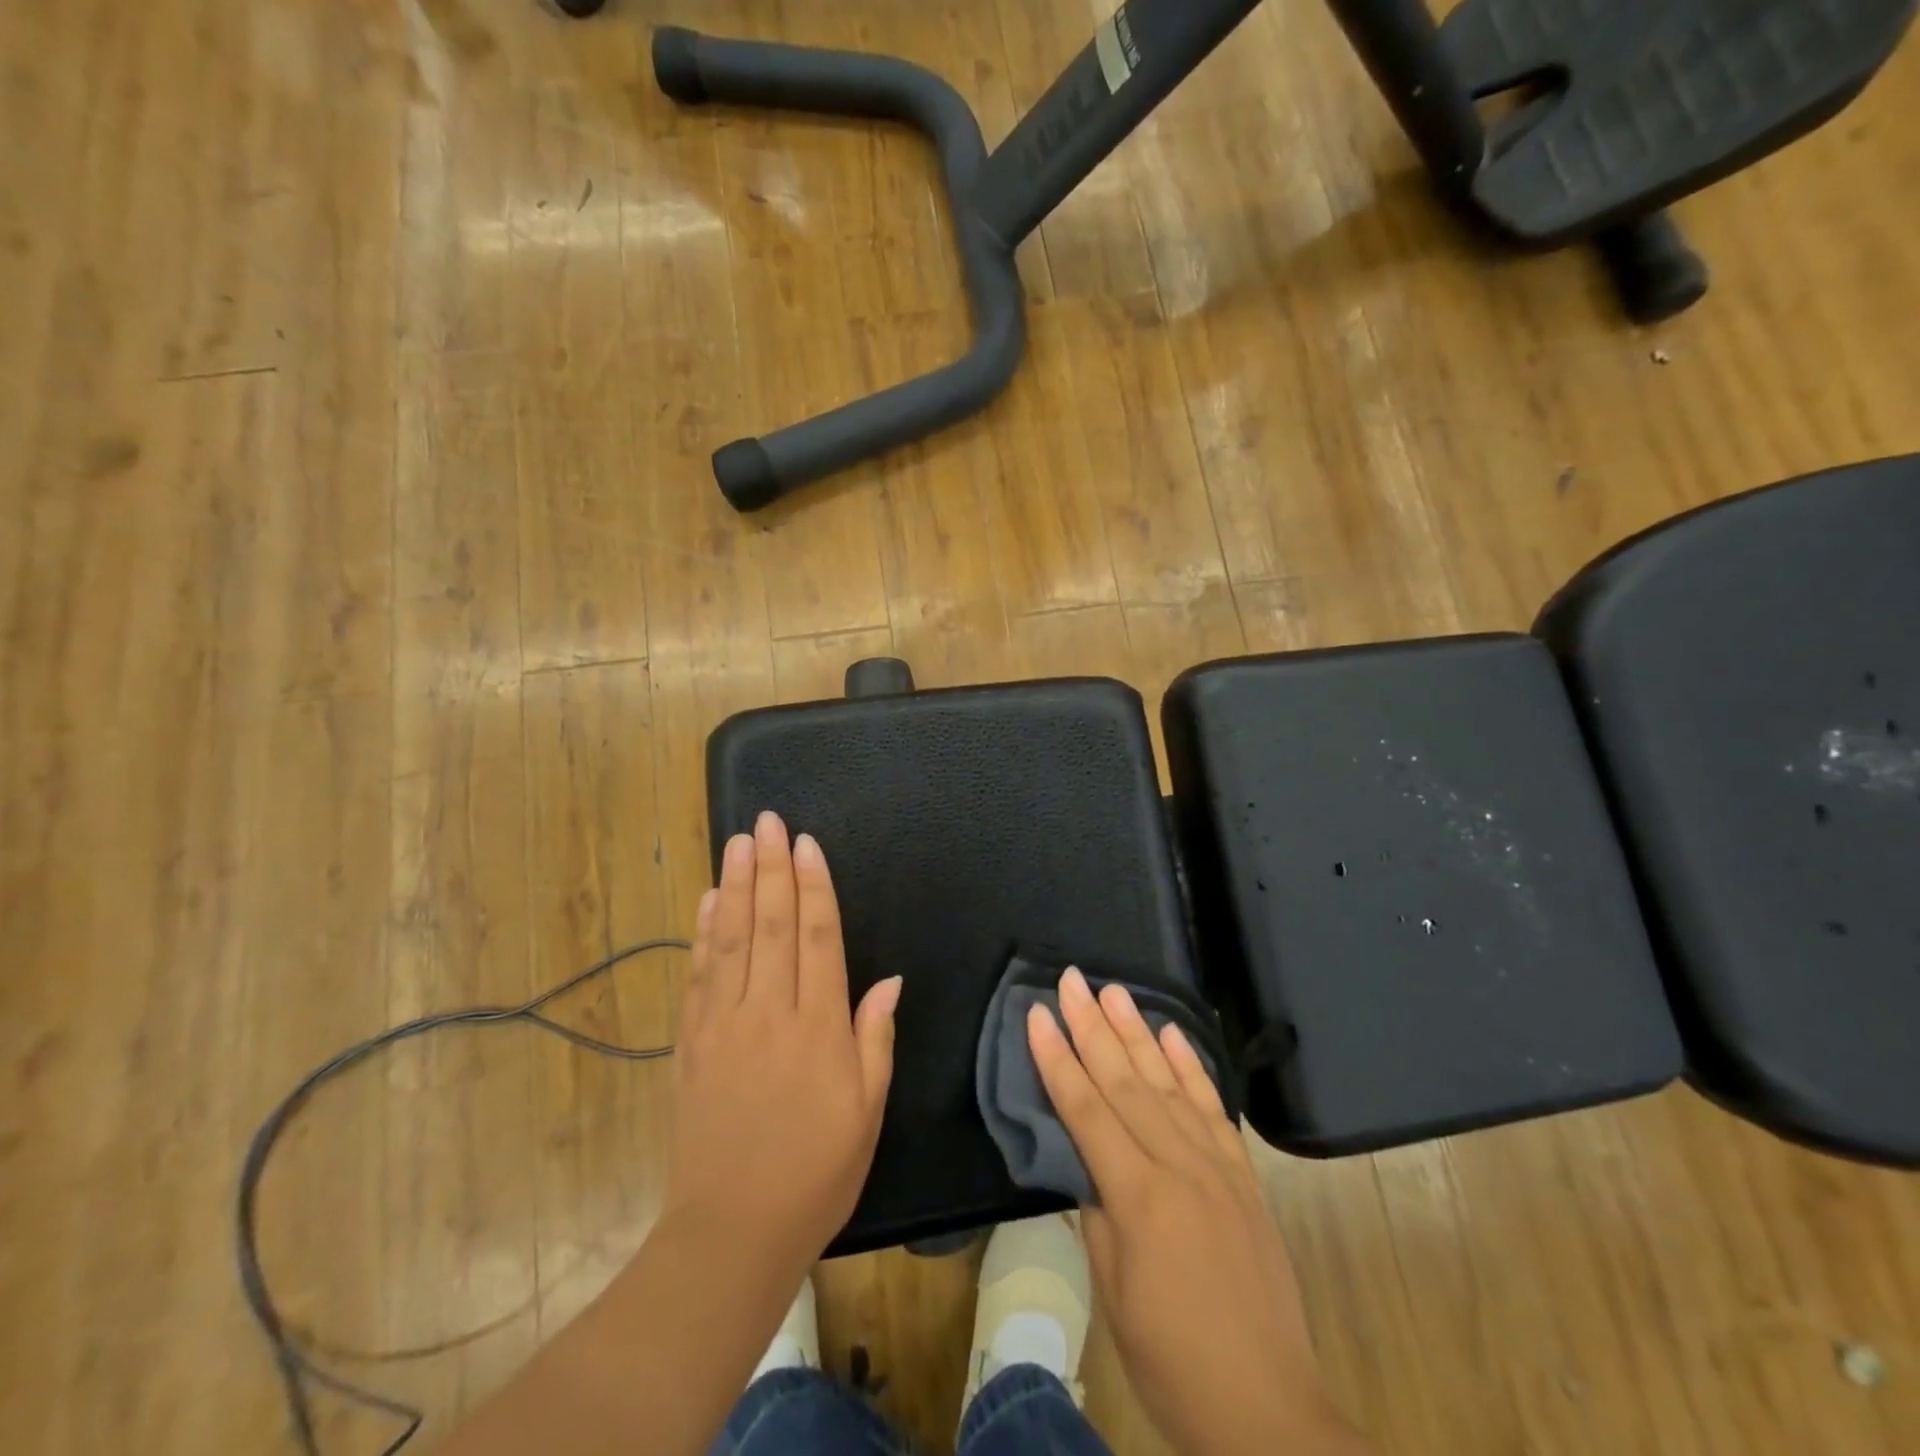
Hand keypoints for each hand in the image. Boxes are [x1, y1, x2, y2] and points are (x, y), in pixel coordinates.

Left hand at [663, 811, 900, 1280]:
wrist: (730, 1233)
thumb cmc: (816, 1172)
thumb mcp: (867, 1110)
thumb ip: (874, 1037)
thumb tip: (888, 979)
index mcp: (818, 1027)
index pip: (817, 937)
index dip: (813, 886)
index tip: (805, 844)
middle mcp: (769, 1012)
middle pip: (771, 924)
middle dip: (770, 868)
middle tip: (766, 822)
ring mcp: (723, 1025)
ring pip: (731, 939)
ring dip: (735, 886)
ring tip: (737, 842)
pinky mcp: (692, 1044)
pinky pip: (699, 976)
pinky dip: (702, 934)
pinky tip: (708, 903)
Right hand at [1028, 969, 1368, 1454]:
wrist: (1270, 1412)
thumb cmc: (1173, 1362)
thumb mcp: (1114, 1294)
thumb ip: (1098, 1216)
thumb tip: (1090, 1166)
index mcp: (1139, 1198)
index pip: (1086, 1110)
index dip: (1057, 1059)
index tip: (1038, 1014)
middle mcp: (1179, 1167)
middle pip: (1125, 1081)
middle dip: (1092, 1026)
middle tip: (1072, 980)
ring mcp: (1217, 1167)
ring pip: (1167, 1082)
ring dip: (1137, 1032)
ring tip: (1114, 990)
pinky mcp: (1244, 1177)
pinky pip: (1212, 1108)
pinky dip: (1191, 1066)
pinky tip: (1172, 1033)